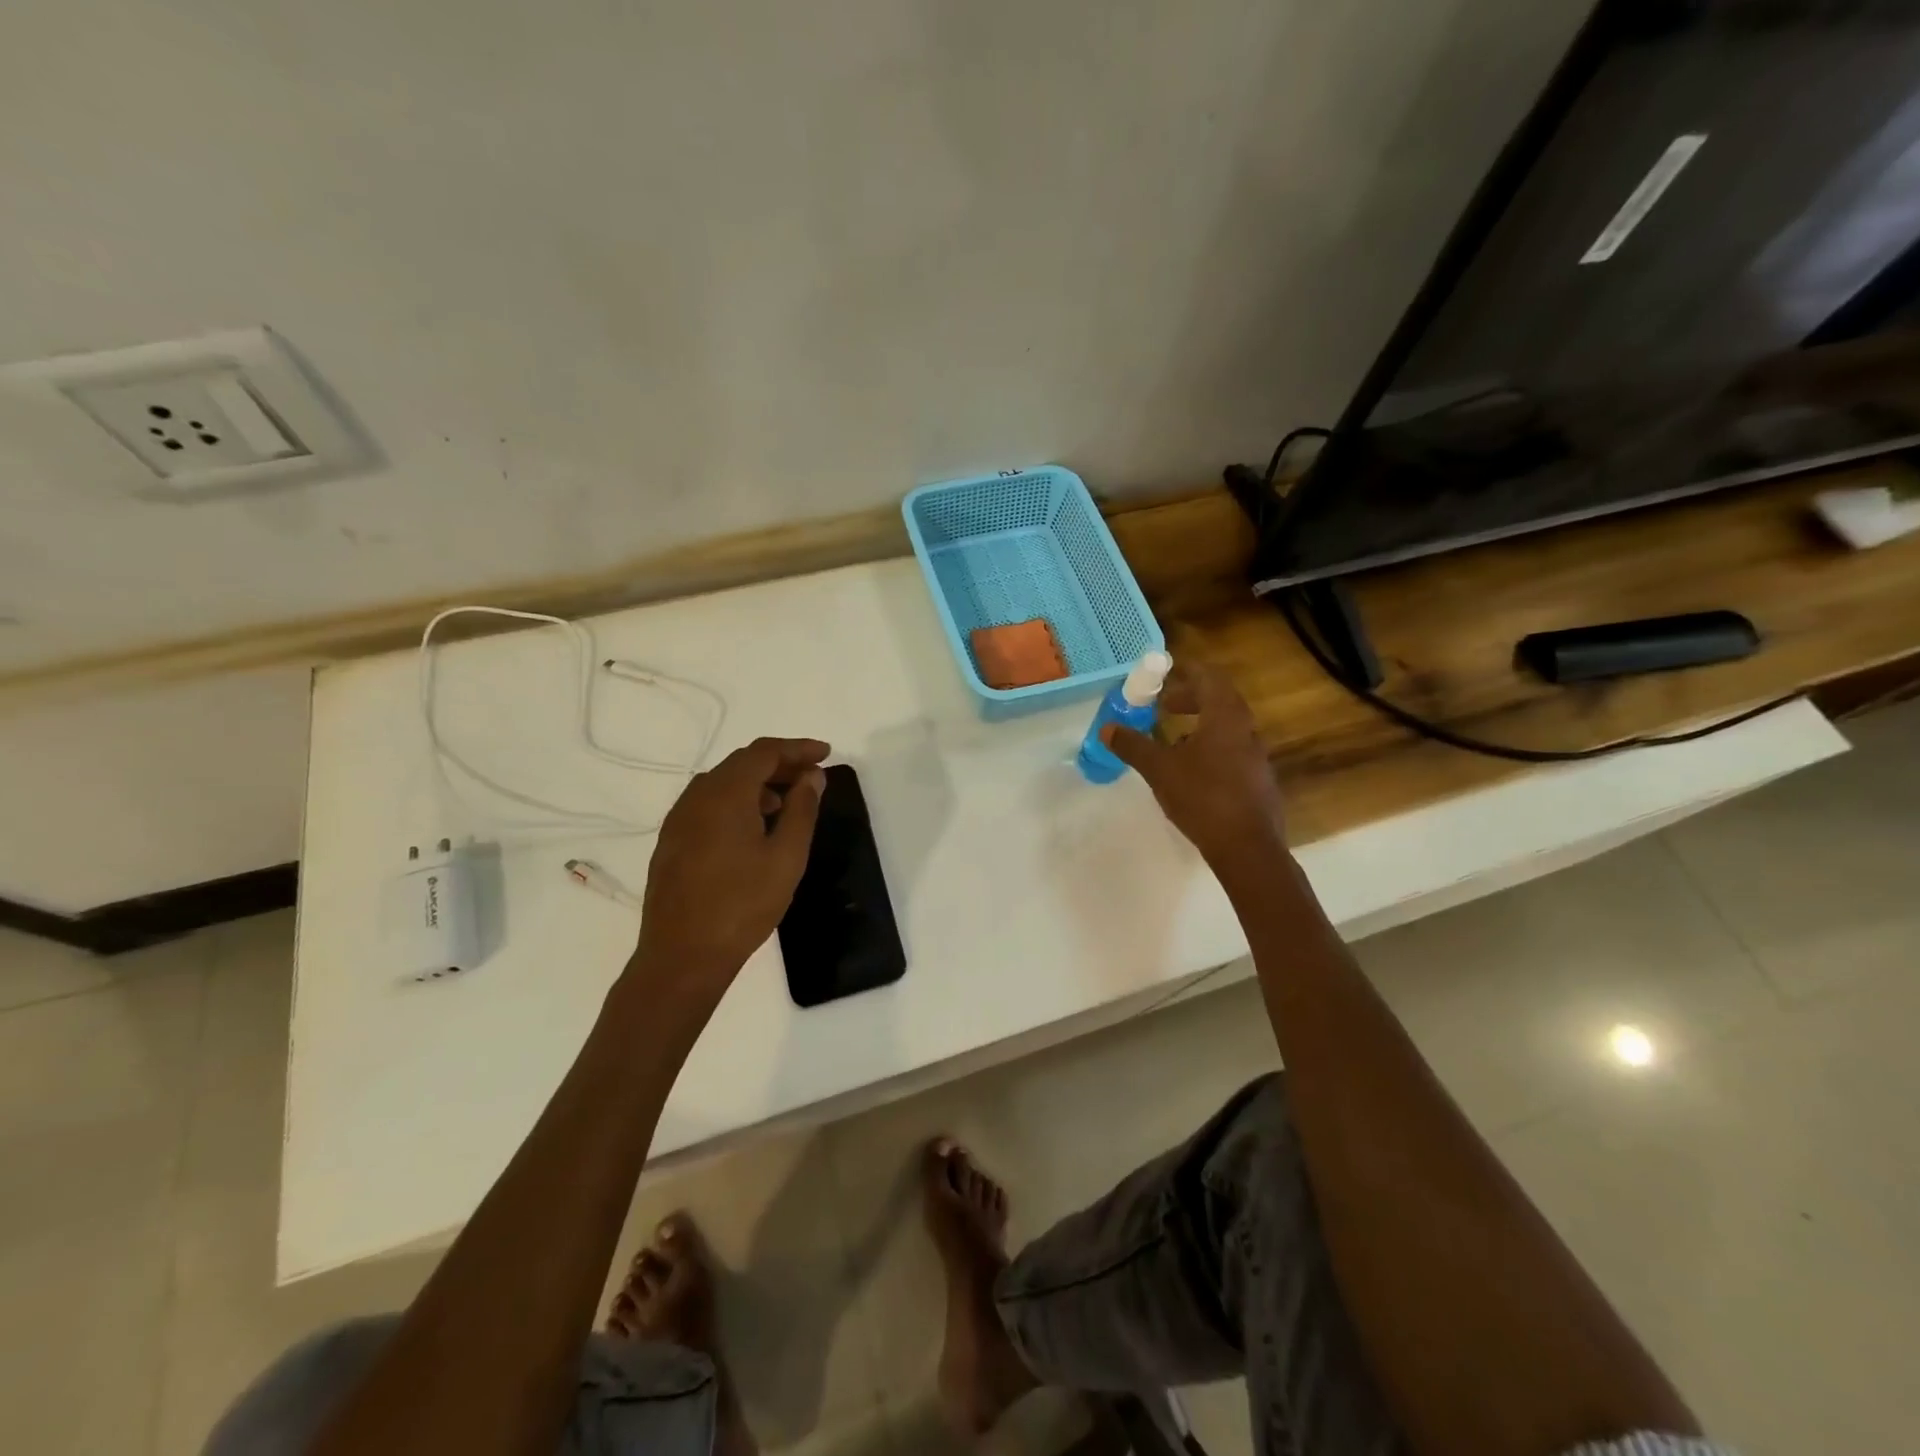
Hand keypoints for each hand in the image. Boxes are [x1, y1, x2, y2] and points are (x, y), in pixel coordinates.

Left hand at [632, 736, 830, 1002]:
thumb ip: (802, 809)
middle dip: (779, 764)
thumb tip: (812, 776)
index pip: (764, 752)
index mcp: (725, 793)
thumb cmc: (743, 905)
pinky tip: (753, 829)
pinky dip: (737, 802)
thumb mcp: (786, 857)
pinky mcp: (672, 842)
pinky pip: (708, 804)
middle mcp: (696, 797)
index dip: (797, 748)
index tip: (826, 754)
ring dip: (758, 784)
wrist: (682, 957)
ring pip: (722, 784)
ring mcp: (678, 819)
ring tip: (786, 805)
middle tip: (811, 778)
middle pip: (741, 763)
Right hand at [1104, 660, 1288, 876]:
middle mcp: (1246, 730)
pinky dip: (1210, 747)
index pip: (1209, 678)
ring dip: (1200, 724)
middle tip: (1163, 705)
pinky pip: (1231, 750)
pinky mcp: (1257, 780)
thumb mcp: (1159, 769)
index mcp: (1225, 717)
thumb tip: (1107, 728)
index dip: (1186, 672)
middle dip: (1190, 698)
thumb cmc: (1203, 797)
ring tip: (1173, 739)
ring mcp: (1256, 756)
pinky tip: (1191, 770)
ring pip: (1226, 727)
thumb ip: (1133, 745)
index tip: (1165, 674)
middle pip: (1219, 700)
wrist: (1247, 848)